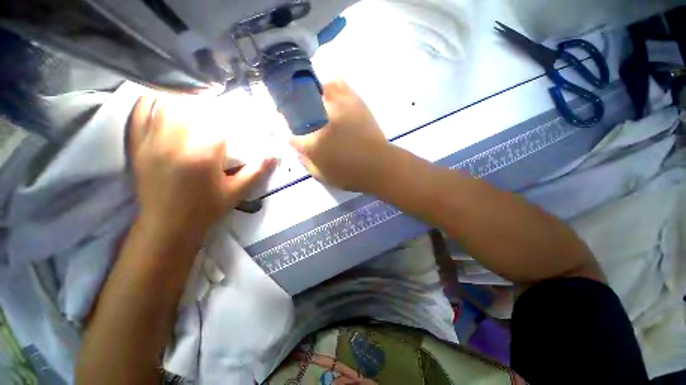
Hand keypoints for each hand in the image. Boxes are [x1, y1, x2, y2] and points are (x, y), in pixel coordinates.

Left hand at [128, 93, 275, 234]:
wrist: (168, 225)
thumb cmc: (206, 208)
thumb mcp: (237, 191)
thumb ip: (257, 171)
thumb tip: (275, 155)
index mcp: (203, 154)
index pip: (218, 119)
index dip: (230, 108)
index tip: (239, 103)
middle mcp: (175, 142)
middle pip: (190, 105)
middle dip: (205, 97)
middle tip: (216, 93)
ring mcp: (152, 141)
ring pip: (165, 104)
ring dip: (180, 95)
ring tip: (192, 91)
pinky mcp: (137, 146)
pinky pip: (139, 115)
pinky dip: (149, 101)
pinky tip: (159, 95)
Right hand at [289, 80, 390, 192]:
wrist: (379, 165)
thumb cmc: (350, 175)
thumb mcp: (321, 176)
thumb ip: (305, 161)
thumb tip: (298, 148)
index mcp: (313, 143)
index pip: (291, 134)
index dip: (290, 134)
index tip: (292, 135)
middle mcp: (322, 121)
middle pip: (298, 105)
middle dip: (294, 110)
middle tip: (299, 116)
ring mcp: (338, 107)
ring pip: (315, 87)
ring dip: (311, 93)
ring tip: (315, 103)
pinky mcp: (354, 101)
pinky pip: (338, 83)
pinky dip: (330, 86)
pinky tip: (331, 95)